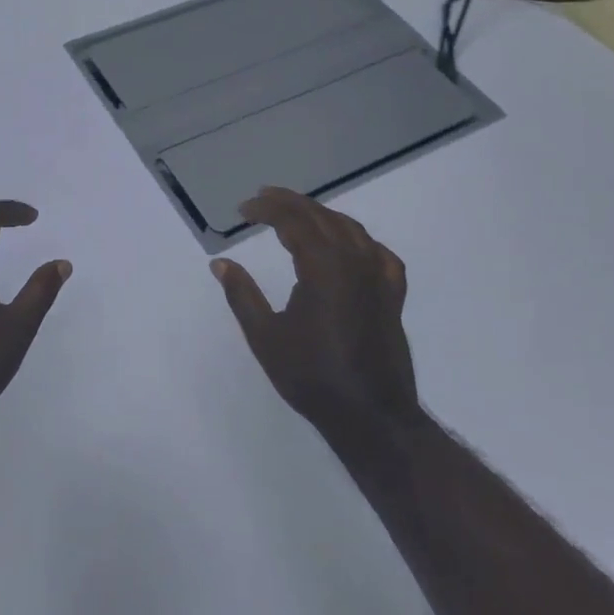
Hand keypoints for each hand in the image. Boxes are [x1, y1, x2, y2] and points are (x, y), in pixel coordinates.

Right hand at [210, 187, 421, 435]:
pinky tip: (349, 246)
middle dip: (290, 203)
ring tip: (297, 214)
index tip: (243, 210)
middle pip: (321, 216)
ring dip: (321, 215)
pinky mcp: (393, 295)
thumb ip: (242, 294)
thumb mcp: (265, 336)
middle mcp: (354, 261)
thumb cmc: (312, 376)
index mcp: (323, 266)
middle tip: (262, 199)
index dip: (266, 209)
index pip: (293, 221)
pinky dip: (358, 240)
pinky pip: (378, 253)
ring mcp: (379, 276)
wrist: (371, 415)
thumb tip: (220, 263)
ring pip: (350, 229)